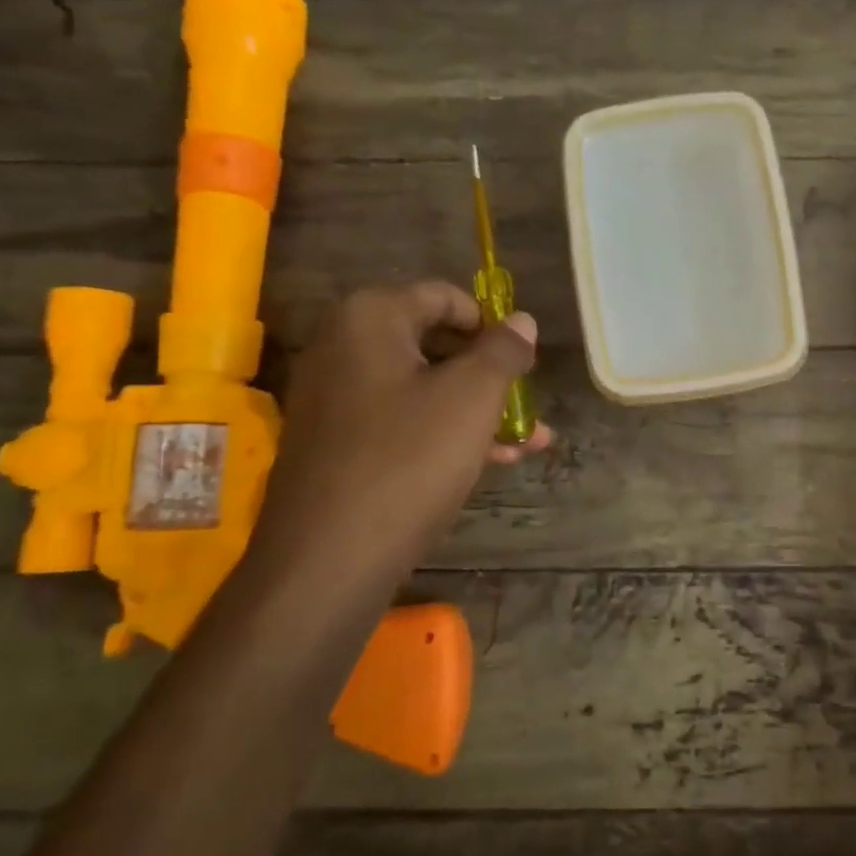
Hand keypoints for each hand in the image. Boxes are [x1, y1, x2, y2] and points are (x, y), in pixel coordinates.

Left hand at [244, 283, 551, 601]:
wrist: (327, 559)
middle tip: (527, 403)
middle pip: (435, 344)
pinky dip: (445, 433)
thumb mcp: (472, 397)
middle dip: (491, 375)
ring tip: (528, 442)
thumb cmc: (409, 459)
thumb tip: (523, 321)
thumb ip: (503, 351)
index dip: (491, 323)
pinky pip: (402, 422)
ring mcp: (335, 399)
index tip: (523, 358)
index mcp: (370, 318)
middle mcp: (343, 347)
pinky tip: (491, 462)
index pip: (444, 296)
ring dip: (478, 410)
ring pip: (424, 389)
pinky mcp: (336, 444)